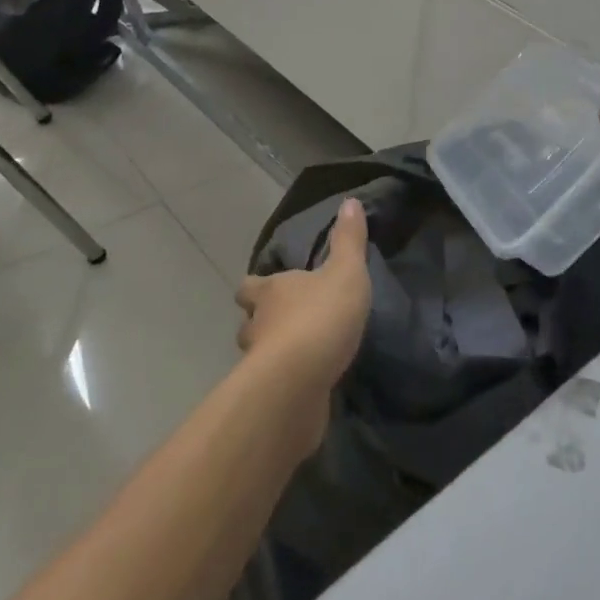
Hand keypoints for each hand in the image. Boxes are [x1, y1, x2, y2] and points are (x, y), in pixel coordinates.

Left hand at [236, 198, 372, 413]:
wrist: (299, 382)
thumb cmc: (321, 316)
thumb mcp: (346, 271)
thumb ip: (349, 240)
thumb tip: (350, 201)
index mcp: (270, 291)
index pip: (250, 285)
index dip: (258, 287)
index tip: (271, 287)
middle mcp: (256, 325)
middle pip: (249, 322)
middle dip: (263, 322)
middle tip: (287, 322)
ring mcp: (257, 365)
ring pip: (258, 355)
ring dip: (274, 353)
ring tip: (300, 354)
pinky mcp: (267, 397)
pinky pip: (274, 386)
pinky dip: (286, 383)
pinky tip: (307, 384)